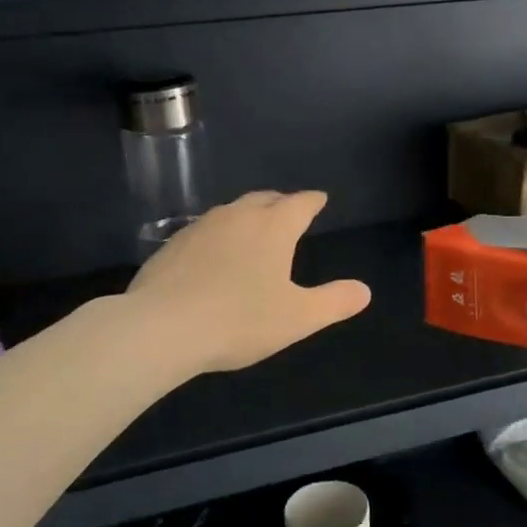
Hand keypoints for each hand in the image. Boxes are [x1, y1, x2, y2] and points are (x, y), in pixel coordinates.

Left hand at [127, 190, 371, 373]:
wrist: (162, 327)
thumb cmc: (239, 320)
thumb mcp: (297, 317)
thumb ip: (334, 302)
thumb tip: (364, 290)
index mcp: (273, 228)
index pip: (300, 203)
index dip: (312, 201)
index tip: (319, 200)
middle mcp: (237, 216)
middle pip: (264, 199)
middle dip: (280, 203)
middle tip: (288, 210)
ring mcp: (200, 227)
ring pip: (232, 211)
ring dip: (247, 216)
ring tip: (253, 230)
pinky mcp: (172, 245)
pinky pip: (204, 230)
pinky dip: (218, 235)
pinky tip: (213, 255)